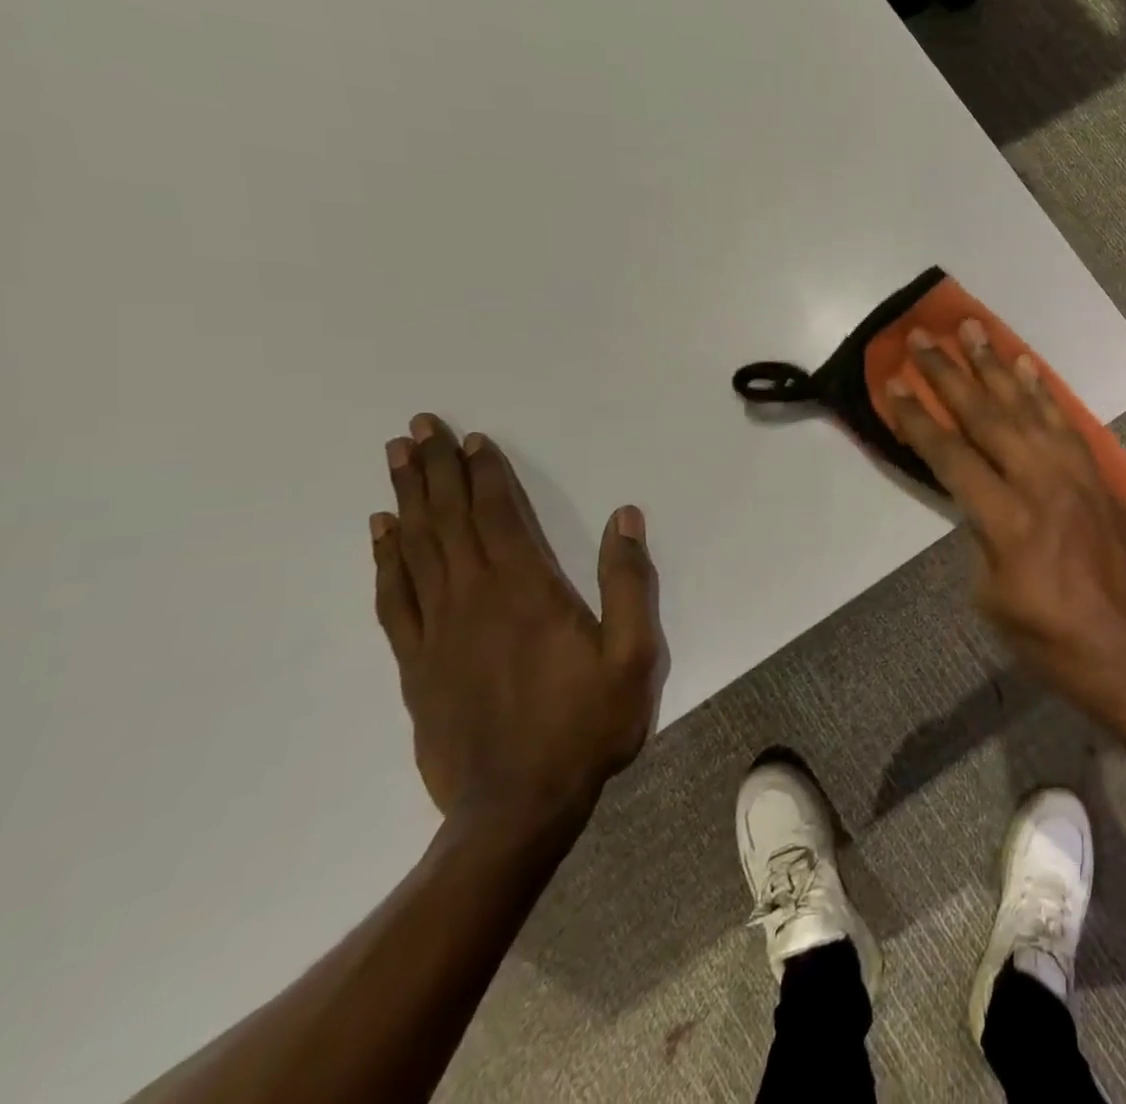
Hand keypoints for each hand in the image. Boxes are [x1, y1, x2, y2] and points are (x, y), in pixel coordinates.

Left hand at [372, 414, 659, 832]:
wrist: (516, 807)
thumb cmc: (586, 725)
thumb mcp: (635, 654)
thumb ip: (629, 582)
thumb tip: (625, 517)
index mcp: (529, 592)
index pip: (499, 517)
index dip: (485, 475)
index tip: (471, 439)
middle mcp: (476, 600)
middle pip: (449, 522)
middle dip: (435, 471)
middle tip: (417, 427)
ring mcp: (439, 632)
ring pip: (416, 550)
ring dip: (407, 501)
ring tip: (396, 462)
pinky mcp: (417, 664)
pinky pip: (395, 598)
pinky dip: (386, 560)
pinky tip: (382, 536)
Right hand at [887, 323, 1125, 732]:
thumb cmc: (1053, 642)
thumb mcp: (993, 599)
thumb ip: (981, 538)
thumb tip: (980, 501)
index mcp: (1009, 520)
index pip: (952, 456)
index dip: (919, 418)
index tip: (893, 382)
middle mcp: (1043, 483)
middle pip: (988, 416)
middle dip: (950, 374)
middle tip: (924, 336)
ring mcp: (1078, 476)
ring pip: (1030, 408)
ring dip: (997, 367)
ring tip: (973, 330)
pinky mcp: (1100, 478)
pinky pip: (1068, 423)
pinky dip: (1044, 392)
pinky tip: (1028, 368)